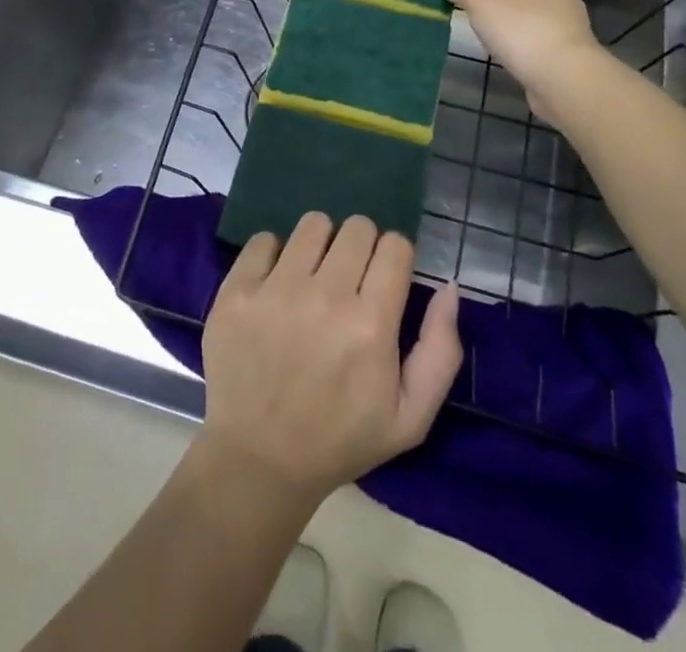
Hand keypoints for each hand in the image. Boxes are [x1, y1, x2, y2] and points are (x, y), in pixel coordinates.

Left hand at [200, 213, 461, 504]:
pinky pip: (263, 239)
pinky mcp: (237, 290)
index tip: (384, 280)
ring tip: (313, 276)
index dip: (394, 258)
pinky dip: (273, 254)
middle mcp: (325, 297)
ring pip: (313, 224)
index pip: (395, 245)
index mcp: (370, 325)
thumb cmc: (340, 439)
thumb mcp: (410, 417)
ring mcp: (275, 290)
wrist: (258, 460)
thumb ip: (440, 350)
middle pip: (357, 227)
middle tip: (349, 280)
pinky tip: (275, 284)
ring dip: (320, 244)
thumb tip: (448, 287)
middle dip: (361, 247)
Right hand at [428, 0, 604, 117]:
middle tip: (475, 4)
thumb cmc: (517, 23)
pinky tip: (508, 48)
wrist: (563, 72)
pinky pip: (539, 23)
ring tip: (488, 28)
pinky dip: (522, 30)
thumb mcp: (477, 0)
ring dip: (508, 9)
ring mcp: (566, 8)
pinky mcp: (568, 36)